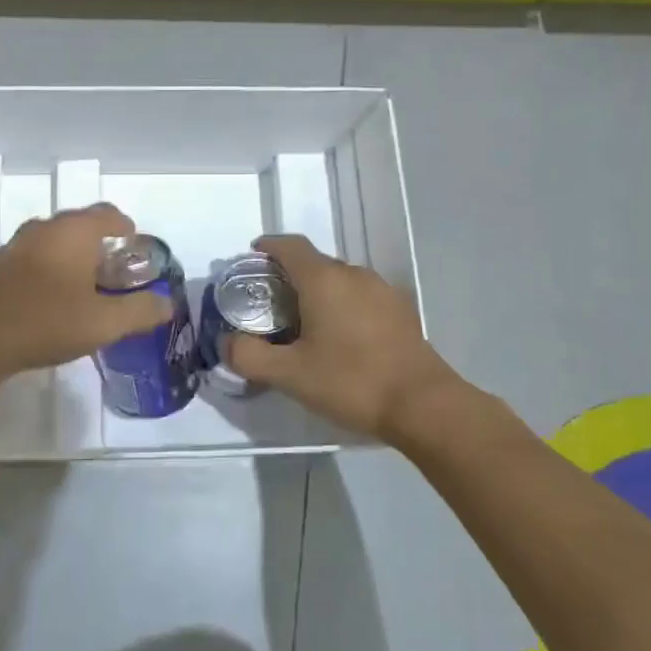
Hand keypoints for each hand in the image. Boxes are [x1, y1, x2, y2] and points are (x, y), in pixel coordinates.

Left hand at [0, 203, 174, 377]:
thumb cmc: (48, 321)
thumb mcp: (105, 322)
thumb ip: (140, 311)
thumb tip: (168, 304)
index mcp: (74, 231)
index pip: (108, 214)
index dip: (125, 227)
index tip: (135, 245)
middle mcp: (45, 228)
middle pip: (80, 225)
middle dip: (101, 243)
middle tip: (116, 271)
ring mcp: (18, 245)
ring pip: (55, 240)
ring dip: (73, 255)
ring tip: (87, 284)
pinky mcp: (0, 266)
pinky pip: (35, 256)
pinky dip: (51, 267)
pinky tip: (53, 296)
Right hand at [225, 234, 463, 443]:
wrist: (423, 405)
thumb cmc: (351, 381)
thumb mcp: (289, 375)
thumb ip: (249, 356)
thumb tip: (226, 342)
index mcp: (324, 279)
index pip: (290, 246)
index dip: (268, 247)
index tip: (252, 258)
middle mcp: (354, 274)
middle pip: (314, 263)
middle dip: (289, 276)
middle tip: (270, 305)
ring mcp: (382, 291)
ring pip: (339, 281)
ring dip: (317, 293)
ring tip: (303, 325)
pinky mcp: (400, 311)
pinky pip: (360, 297)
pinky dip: (342, 306)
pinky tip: (339, 339)